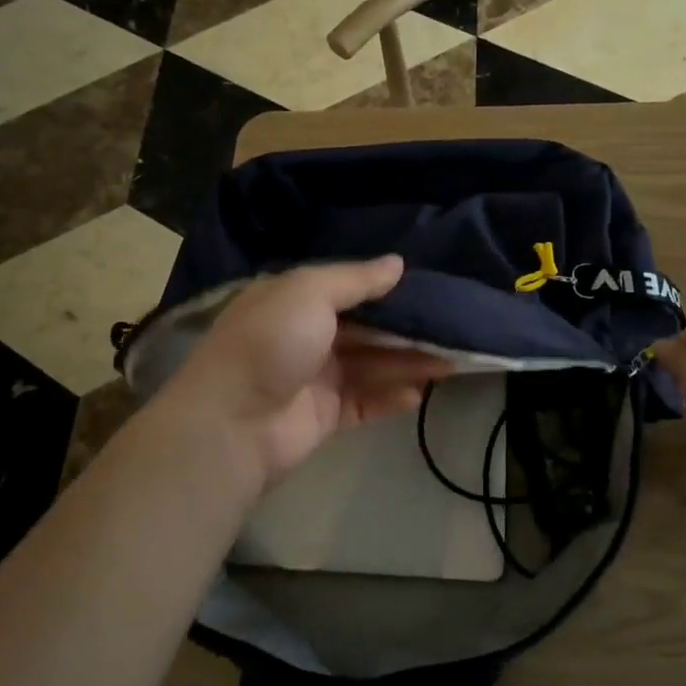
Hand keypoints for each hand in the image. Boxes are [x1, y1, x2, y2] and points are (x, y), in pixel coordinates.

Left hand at [156, 255, 451, 490]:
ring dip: (408, 361)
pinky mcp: (325, 415)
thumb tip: (398, 263)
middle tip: (453, 326)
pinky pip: (366, 401)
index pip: (347, 288)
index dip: (386, 288)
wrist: (232, 423)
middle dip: (406, 327)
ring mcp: (315, 377)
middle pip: (366, 328)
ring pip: (372, 364)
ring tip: (452, 359)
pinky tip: (420, 392)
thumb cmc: (270, 342)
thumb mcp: (309, 292)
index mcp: (295, 300)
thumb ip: (356, 279)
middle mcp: (306, 334)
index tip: (429, 285)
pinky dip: (392, 396)